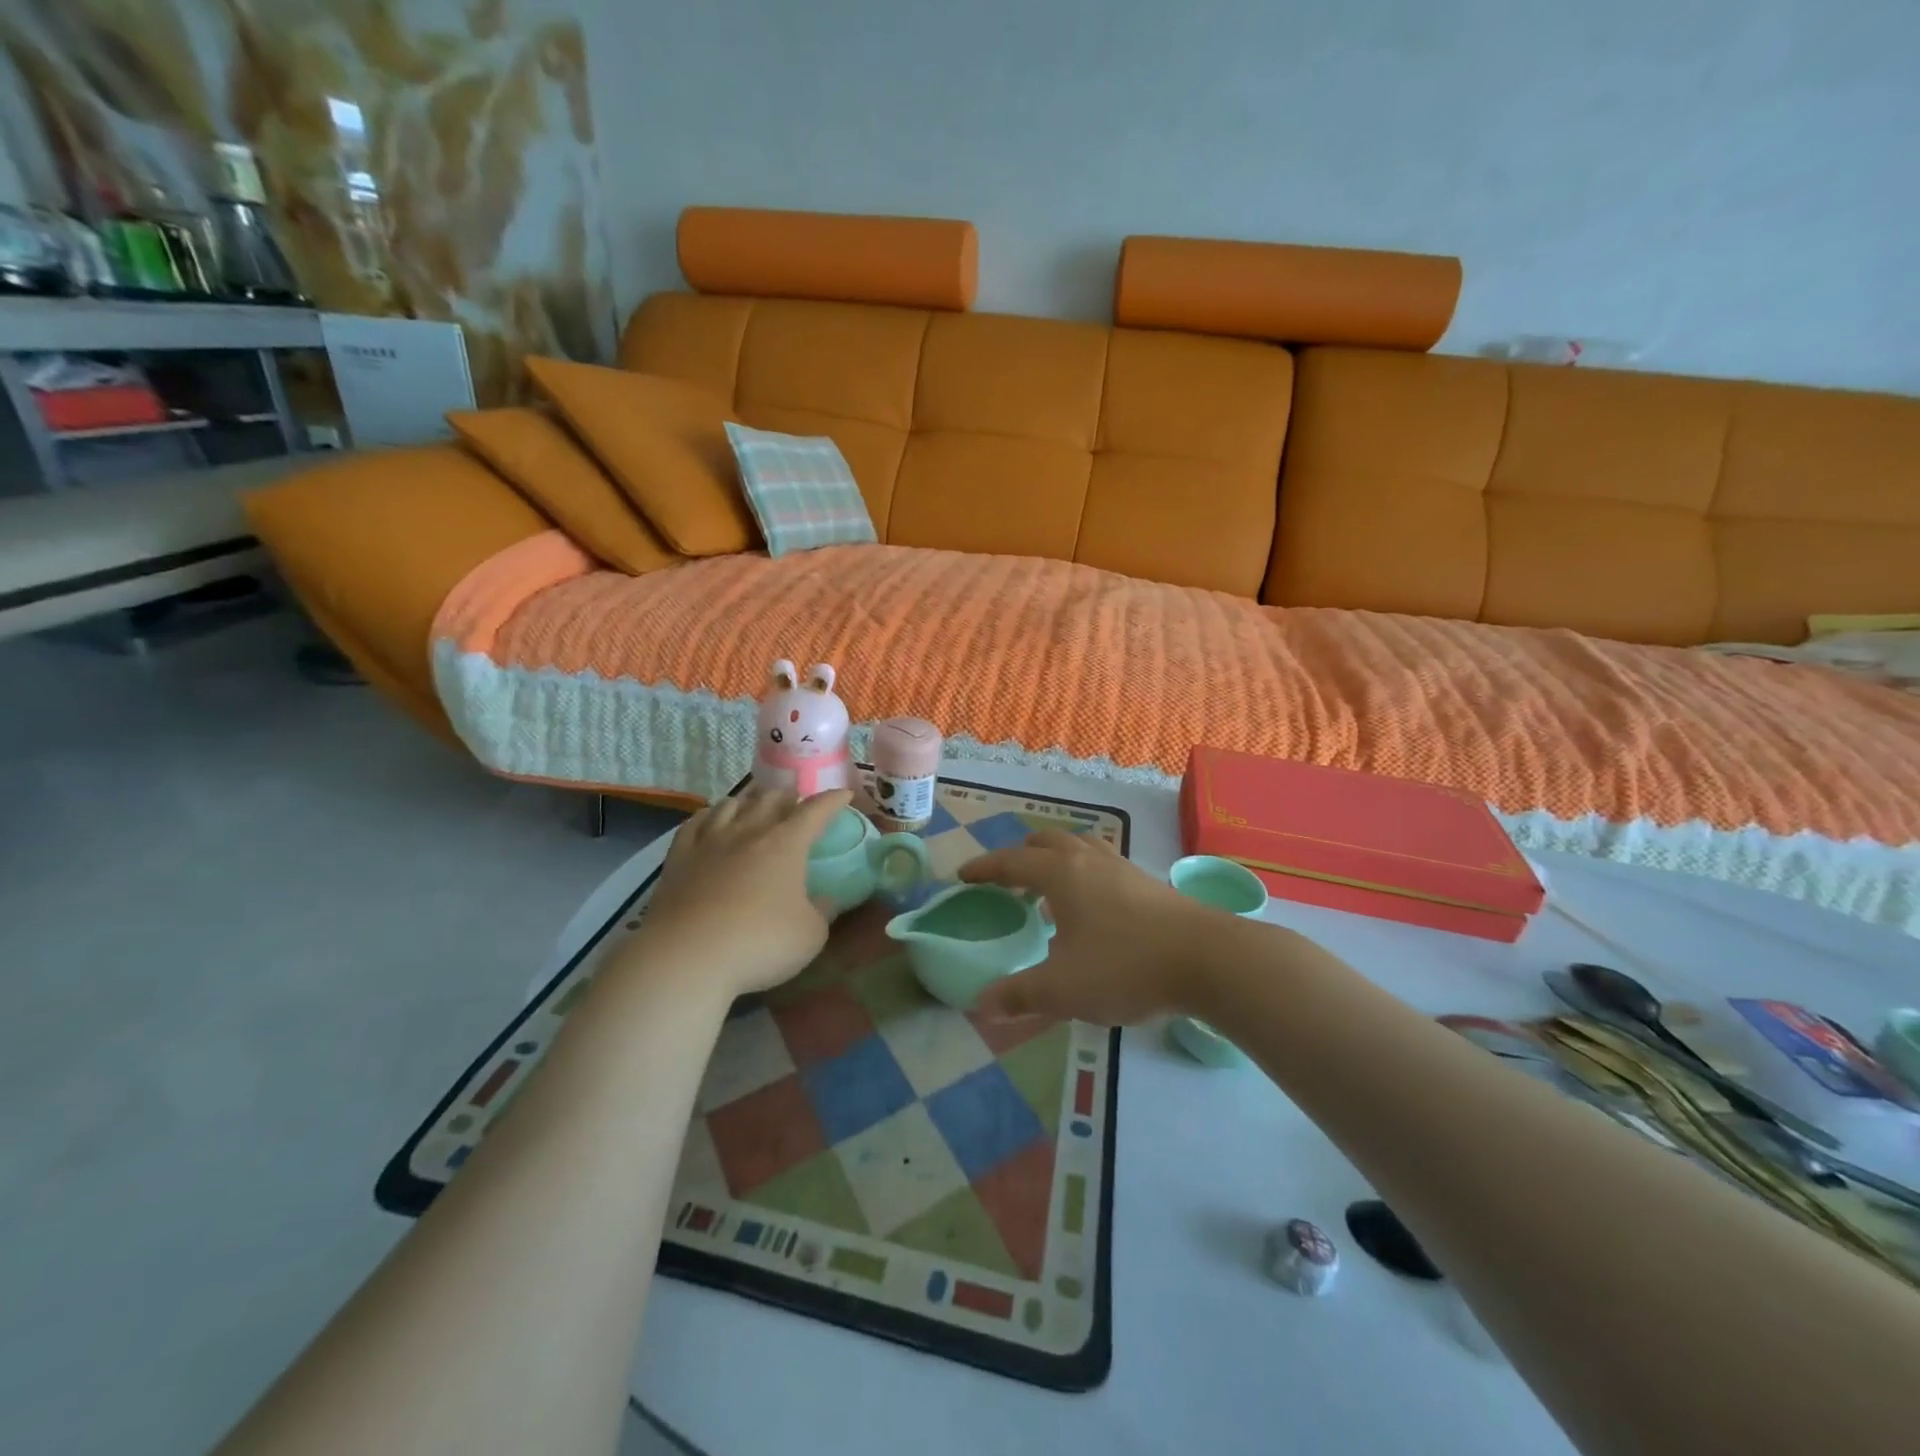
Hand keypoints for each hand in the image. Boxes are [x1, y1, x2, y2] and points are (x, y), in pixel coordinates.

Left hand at [633, 786, 850, 998]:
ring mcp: (710, 842)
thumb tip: (827, 899)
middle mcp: (749, 832)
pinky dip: (709, 815)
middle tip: (796, 802)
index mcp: (786, 844)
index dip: (832, 800)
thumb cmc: (760, 943)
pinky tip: (710, 819)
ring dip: (749, 801)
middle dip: (788, 796)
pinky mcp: (678, 858)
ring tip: (754, 806)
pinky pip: (695, 824)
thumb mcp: (810, 935)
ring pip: (731, 805)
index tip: (844, 795)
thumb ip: (822, 911)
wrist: (687, 957)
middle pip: (770, 799)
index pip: (815, 811)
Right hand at [959, 829, 1226, 1023]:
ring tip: (1047, 887)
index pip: (1011, 861)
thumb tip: (980, 1003)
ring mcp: (1122, 866)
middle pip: (1046, 840)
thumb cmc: (1126, 966)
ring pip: (1079, 845)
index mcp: (1061, 874)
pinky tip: (1090, 907)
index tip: (962, 875)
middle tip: (1006, 879)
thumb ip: (1018, 994)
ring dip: (1055, 857)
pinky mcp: (1147, 882)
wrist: (1208, 959)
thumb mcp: (1063, 988)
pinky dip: (1082, 871)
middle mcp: (1089, 859)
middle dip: (1020, 855)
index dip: (983, 868)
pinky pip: (1101, 862)